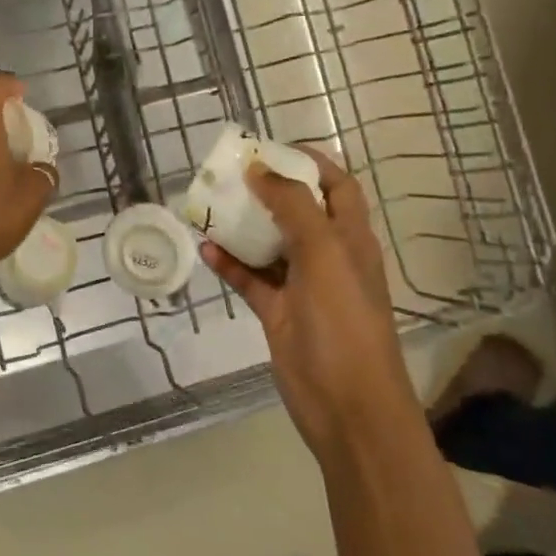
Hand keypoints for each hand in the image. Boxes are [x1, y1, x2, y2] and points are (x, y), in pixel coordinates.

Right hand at [199, 146, 403, 452]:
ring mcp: (301, 286)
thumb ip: (293, 206)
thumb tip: (259, 169)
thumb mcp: (324, 254)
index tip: (272, 149)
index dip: (311, 163)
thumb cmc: (344, 322)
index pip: (337, 186)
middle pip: (297, 210)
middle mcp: (328, 256)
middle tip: (229, 173)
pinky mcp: (278, 312)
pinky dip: (228, 263)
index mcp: (350, 238)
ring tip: (208, 204)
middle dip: (267, 189)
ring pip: (268, 243)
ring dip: (241, 225)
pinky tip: (205, 249)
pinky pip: (249, 279)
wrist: (348, 407)